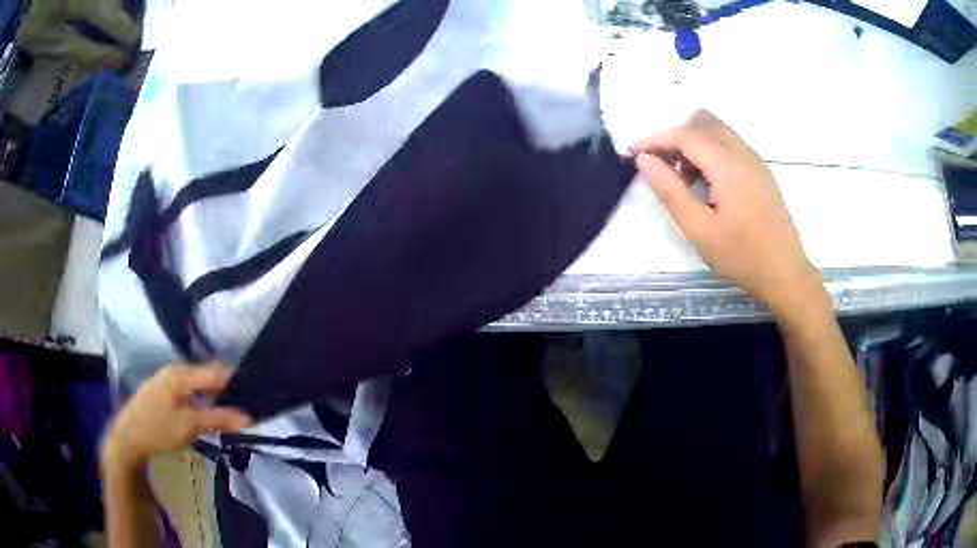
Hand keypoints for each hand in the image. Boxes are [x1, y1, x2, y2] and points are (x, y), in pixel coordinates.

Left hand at [102, 363, 252, 472]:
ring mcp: (163, 382)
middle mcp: (172, 371)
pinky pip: (185, 393)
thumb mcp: (189, 425)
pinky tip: (202, 416)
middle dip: (223, 391)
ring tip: (226, 415)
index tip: (252, 396)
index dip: (234, 383)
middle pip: (204, 377)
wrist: (127, 441)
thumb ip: (218, 418)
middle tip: (242, 409)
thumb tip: (248, 417)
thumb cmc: (157, 429)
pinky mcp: (159, 394)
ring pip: (194, 386)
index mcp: (180, 373)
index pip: (215, 371)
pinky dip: (198, 403)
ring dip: (210, 398)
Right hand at [631, 110, 820, 313]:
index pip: (685, 134)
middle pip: (702, 121)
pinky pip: (730, 143)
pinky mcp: (761, 170)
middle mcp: (743, 152)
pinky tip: (707, 183)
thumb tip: (644, 160)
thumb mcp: (699, 229)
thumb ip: (670, 191)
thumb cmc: (741, 256)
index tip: (634, 154)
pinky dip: (710, 151)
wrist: (785, 273)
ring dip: (694, 142)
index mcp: (728, 165)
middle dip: (675, 136)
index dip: (655, 139)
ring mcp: (755, 159)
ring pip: (717, 130)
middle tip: (663, 166)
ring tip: (684, 178)